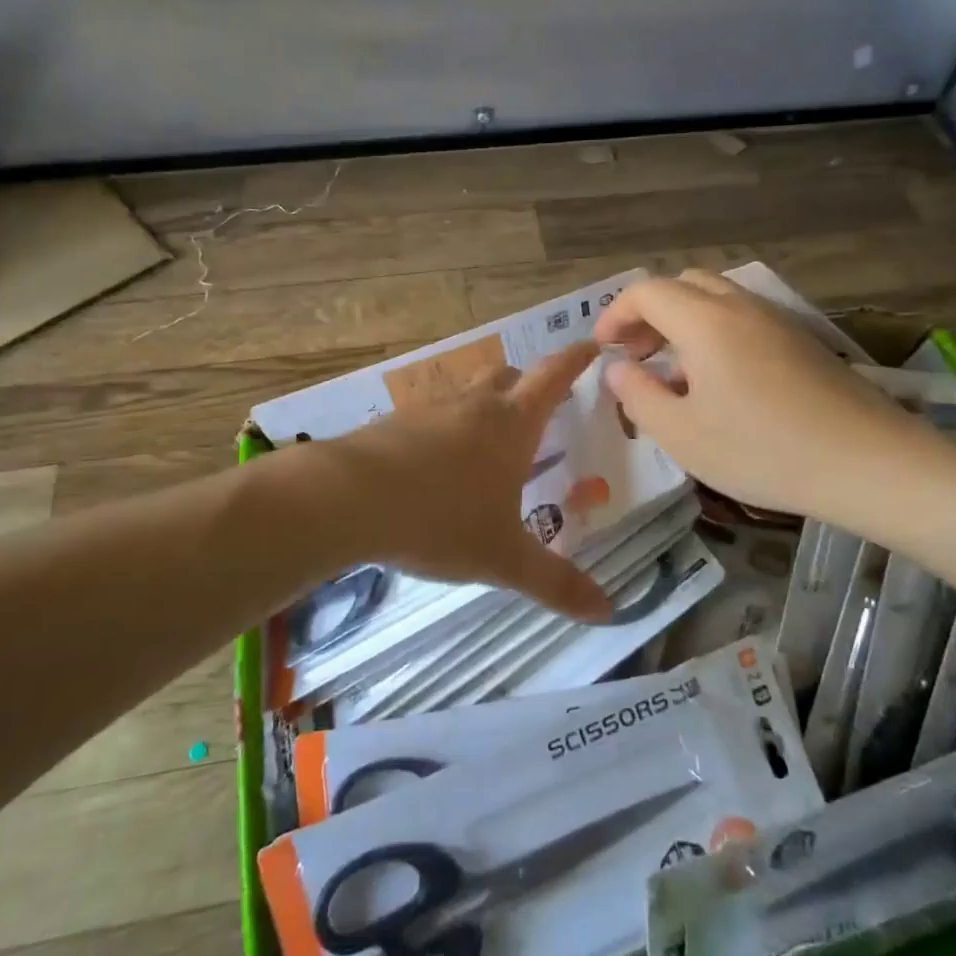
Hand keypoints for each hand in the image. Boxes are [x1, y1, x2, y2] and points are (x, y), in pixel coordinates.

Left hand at [311, 343, 610, 620]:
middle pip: (506, 377)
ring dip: (482, 406)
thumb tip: (608, 611)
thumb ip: (555, 583)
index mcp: (511, 425)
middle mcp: (473, 406)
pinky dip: (443, 429)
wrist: (346, 499)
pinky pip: (429, 417)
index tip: (591, 344)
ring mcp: (428, 411)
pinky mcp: (392, 424)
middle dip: (525, 386)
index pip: (553, 377)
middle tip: (537, 406)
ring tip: (486, 439)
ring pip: (465, 394)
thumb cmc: (440, 520)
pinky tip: (434, 463)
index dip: (575, 360)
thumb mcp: (503, 558)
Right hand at [594, 271, 939, 524]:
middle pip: (683, 285)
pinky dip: (714, 333)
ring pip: (716, 300)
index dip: (615, 314)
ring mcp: (777, 320)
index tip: (603, 349)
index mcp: (705, 321)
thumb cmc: (763, 450)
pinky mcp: (802, 340)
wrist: (868, 462)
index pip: (646, 291)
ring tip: (673, 371)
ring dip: (682, 322)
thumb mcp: (683, 434)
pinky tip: (719, 382)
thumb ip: (639, 396)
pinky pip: (744, 319)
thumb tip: (618, 368)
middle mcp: (741, 306)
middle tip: (635, 355)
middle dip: (648, 313)